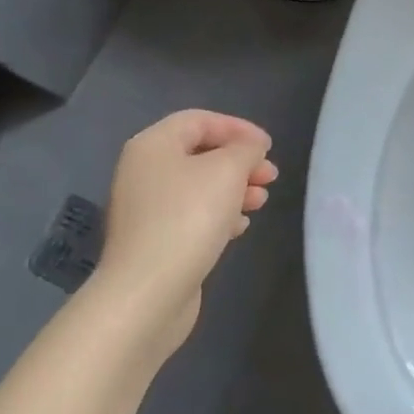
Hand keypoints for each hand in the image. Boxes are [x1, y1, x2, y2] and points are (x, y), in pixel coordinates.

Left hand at [93, 109, 277, 360]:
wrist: (148, 292)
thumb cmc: (188, 218)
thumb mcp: (227, 171)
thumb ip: (245, 149)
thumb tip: (250, 147)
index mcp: (153, 145)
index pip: (199, 120)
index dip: (238, 128)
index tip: (268, 147)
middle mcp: (143, 171)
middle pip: (200, 154)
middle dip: (240, 162)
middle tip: (270, 177)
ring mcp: (146, 208)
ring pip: (199, 186)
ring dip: (234, 189)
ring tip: (261, 202)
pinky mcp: (154, 240)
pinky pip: (191, 215)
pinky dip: (219, 214)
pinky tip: (239, 228)